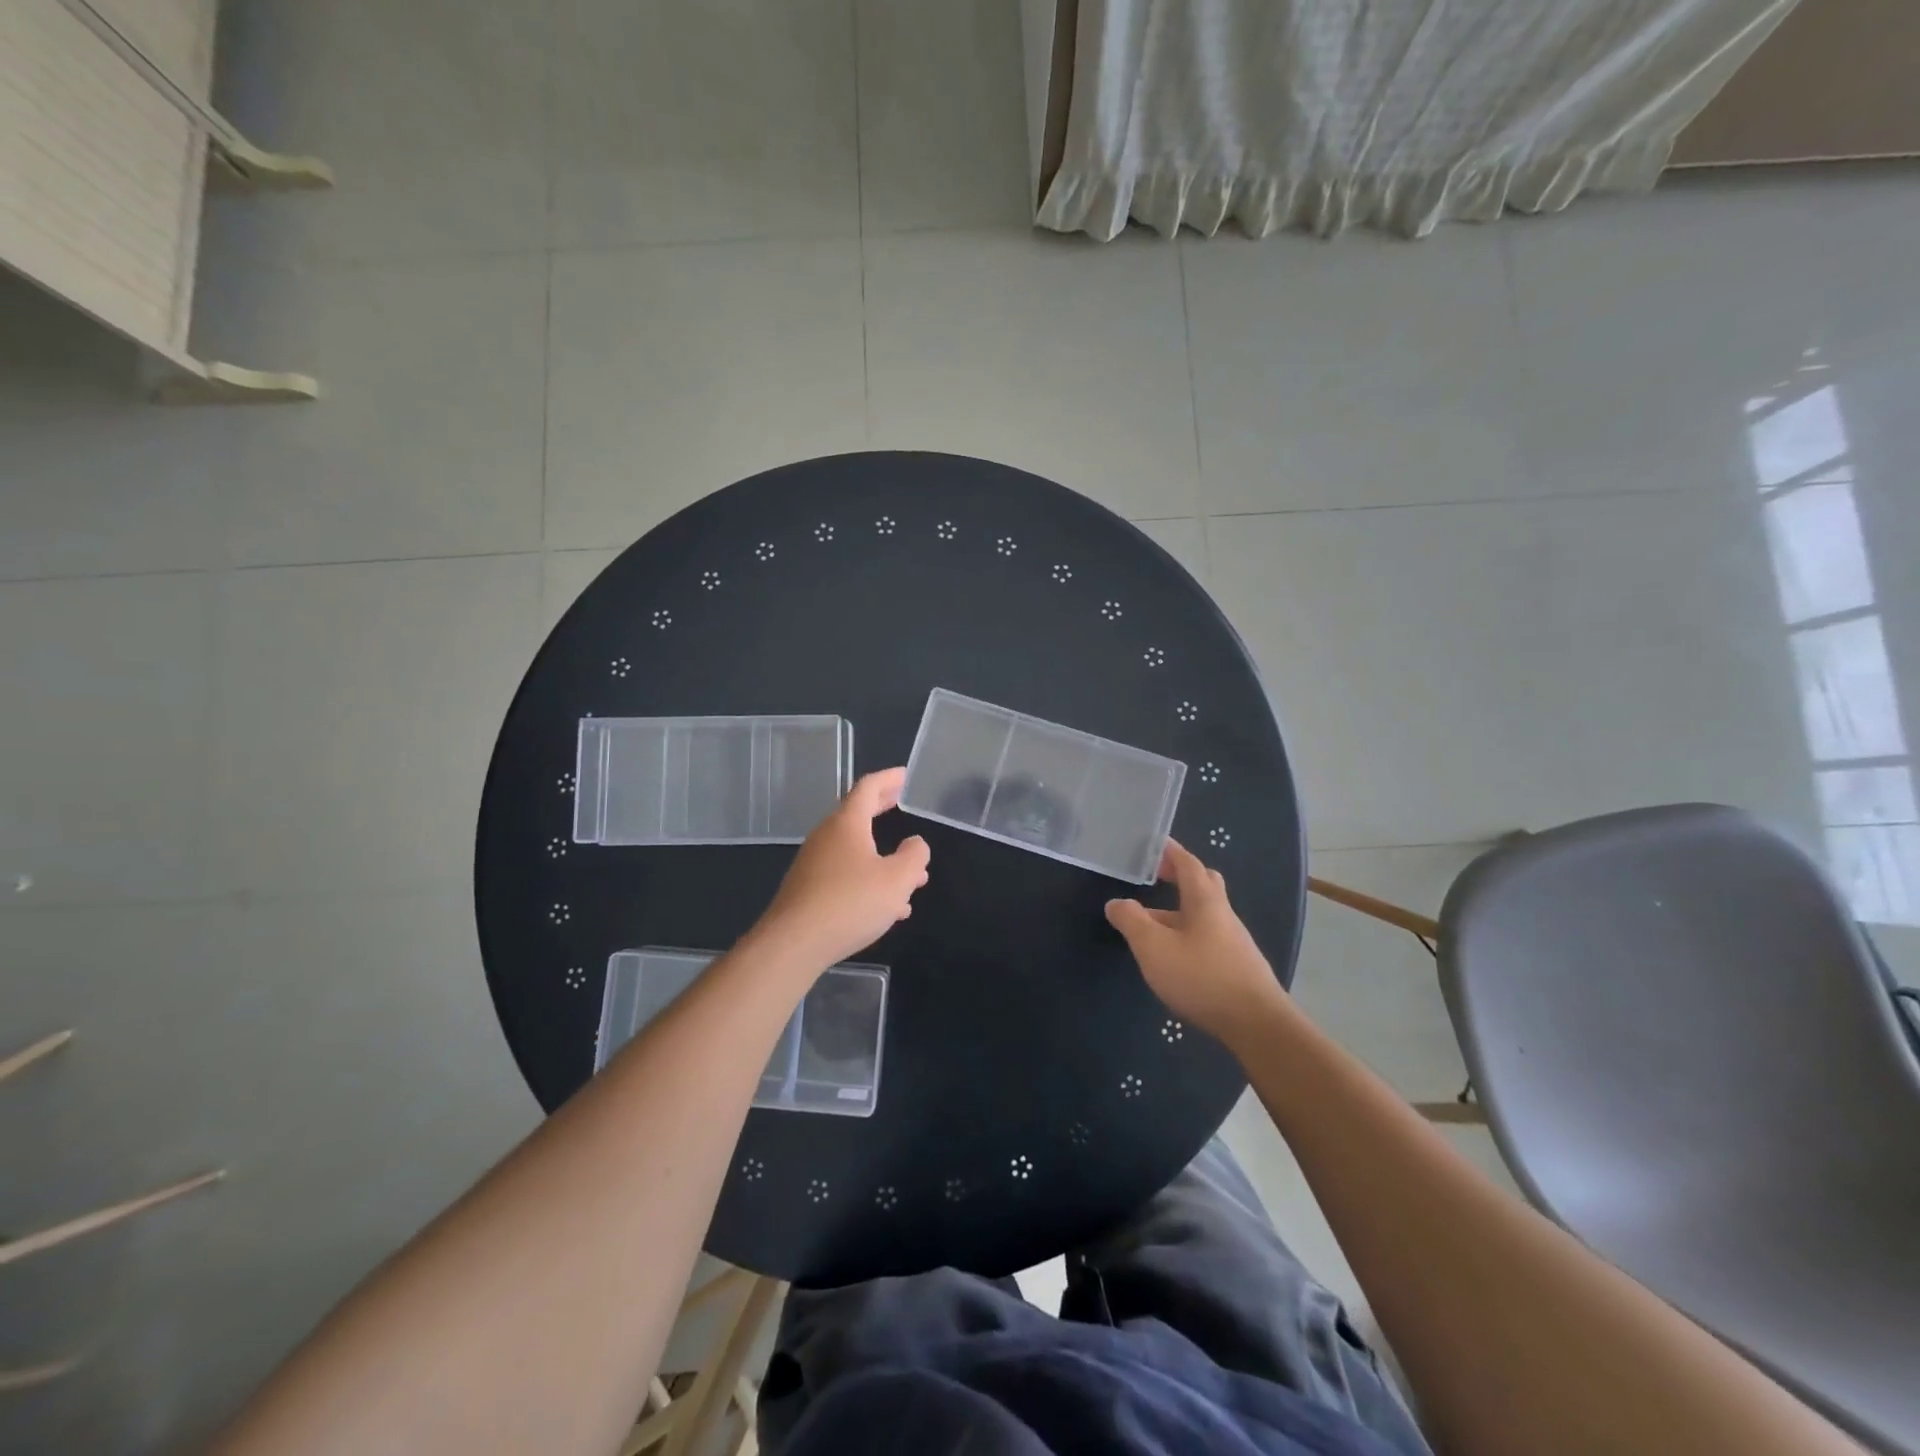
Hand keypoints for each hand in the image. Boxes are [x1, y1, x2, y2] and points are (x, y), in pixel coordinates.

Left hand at [752, 768, 930, 969]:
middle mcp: (826, 838)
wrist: (793, 944)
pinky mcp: (808, 891)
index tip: (902, 775)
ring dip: (881, 855)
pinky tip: (887, 908)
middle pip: (856, 815)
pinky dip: (868, 880)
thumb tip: (915, 844)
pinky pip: (845, 876)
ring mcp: (813, 865)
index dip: (888, 779)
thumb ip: (914, 857)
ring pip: (854, 851)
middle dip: (881, 809)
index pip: (867, 788)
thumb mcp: (897, 879)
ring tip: (911, 875)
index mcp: (847, 824)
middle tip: (898, 801)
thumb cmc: (850, 902)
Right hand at [1106, 839, 1283, 1044]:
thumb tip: (1116, 902)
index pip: (1188, 864)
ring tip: (1152, 924)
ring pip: (1204, 916)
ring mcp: (1234, 943)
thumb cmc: (1201, 977)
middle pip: (1204, 885)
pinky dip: (1188, 936)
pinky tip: (1174, 957)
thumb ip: (1131, 921)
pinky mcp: (1237, 968)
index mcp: (1205, 901)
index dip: (1171, 851)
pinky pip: (1208, 939)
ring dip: (1179, 912)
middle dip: (1181, 876)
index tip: (1155, 843)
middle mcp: (1223, 915)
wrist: (1257, 1025)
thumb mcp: (1153, 947)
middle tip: (1157, 876)